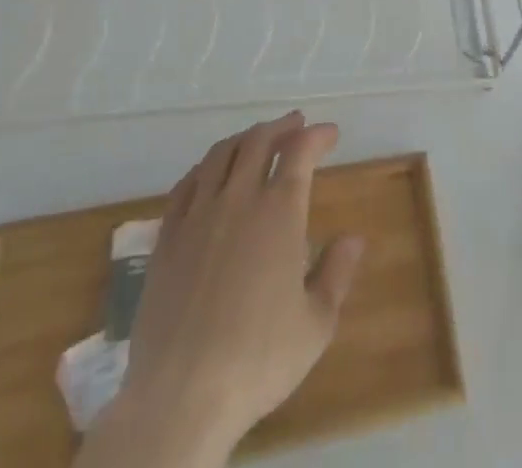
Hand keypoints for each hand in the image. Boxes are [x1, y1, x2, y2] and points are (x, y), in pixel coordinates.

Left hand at [77, 112, 363, 467]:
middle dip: (280, 127)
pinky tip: (209, 173)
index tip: (330, 133)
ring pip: (220, 155)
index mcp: (279, 212)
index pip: (300, 152)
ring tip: (256, 139)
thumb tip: (354, 238)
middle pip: (258, 142)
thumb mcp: (315, 324)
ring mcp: (198, 215)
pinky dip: (205, 167)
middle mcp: (238, 199)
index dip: (317, 136)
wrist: (181, 396)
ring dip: (243, 139)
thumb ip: (336, 273)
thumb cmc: (258, 359)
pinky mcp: (166, 238)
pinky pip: (186, 185)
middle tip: (295, 124)